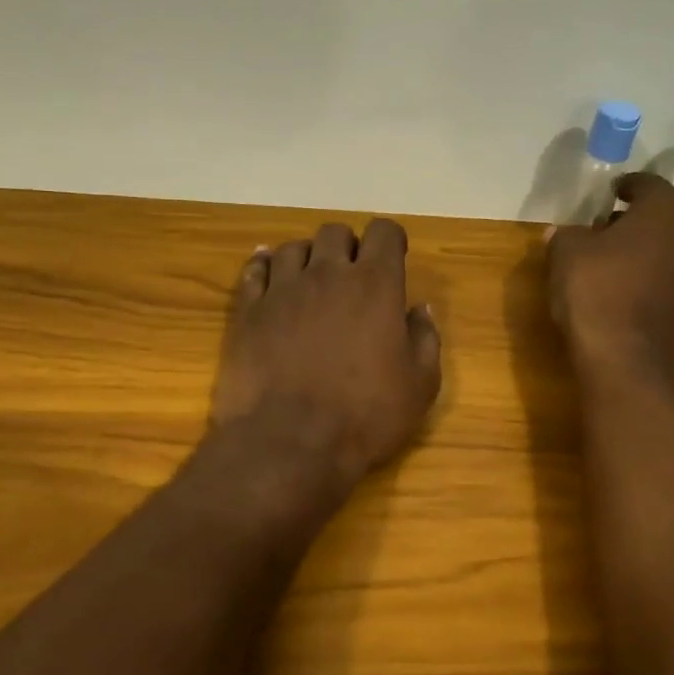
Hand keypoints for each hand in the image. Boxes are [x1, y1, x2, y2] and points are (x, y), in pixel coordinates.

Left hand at [212, 219, 442, 486]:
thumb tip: (420, 309)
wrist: (291, 442)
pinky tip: (267, 273)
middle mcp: (327, 274)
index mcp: (375, 285)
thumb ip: (425, 339)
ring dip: (307, 257)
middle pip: (335, 233)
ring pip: (293, 247)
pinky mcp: (248, 310)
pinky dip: (264, 266)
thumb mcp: (420, 386)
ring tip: (310, 281)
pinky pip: (254, 271)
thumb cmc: (365, 416)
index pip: (384, 233)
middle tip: (351, 275)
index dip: (390, 240)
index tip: (392, 258)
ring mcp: (282, 289)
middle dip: (347, 247)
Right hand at [547, 174, 673, 381]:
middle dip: (638, 223)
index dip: (629, 186)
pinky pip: (673, 289)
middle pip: (666, 221)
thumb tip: (561, 232)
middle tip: (607, 232)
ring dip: (649, 256)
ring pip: (673, 256)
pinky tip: (627, 300)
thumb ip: (566, 236)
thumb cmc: (596, 293)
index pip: (650, 186)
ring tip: (616, 268)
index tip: (612, 191)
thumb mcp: (566, 254)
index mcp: (666, 215)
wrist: (625, 363)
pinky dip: (653, 287)